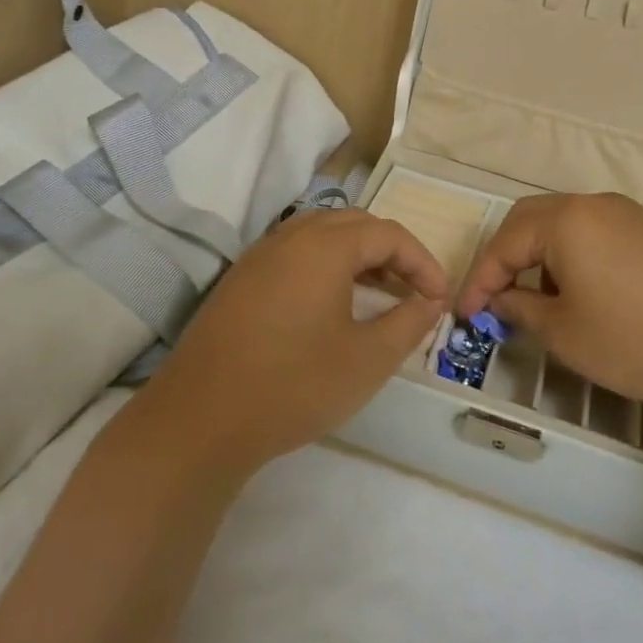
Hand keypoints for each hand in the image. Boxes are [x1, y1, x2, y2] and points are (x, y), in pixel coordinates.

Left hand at [137, 209, 448, 479]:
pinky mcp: (240, 279)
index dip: (422, 262)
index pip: (388, 234)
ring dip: (357, 256)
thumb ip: (408, 323)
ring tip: (379, 293)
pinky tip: (331, 304)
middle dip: (391, 252)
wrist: (201, 418)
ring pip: (321, 235)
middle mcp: (290, 237)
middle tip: (413, 291)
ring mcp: (259, 256)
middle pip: (354, 223)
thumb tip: (430, 301)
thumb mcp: (367, 359)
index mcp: (324, 246)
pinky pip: (294, 253)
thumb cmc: (295, 384)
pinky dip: (325, 266)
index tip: (440, 299)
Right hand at [456, 192, 642, 420]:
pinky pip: (602, 234)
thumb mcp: (564, 333)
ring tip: (545, 301)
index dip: (480, 279)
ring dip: (544, 256)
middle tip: (496, 296)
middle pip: (534, 219)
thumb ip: (520, 309)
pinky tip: (590, 294)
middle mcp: (598, 205)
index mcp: (567, 221)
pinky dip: (579, 257)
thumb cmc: (636, 341)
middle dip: (508, 257)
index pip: (505, 242)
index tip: (466, 313)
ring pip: (570, 225)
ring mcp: (634, 215)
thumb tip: (502, 299)